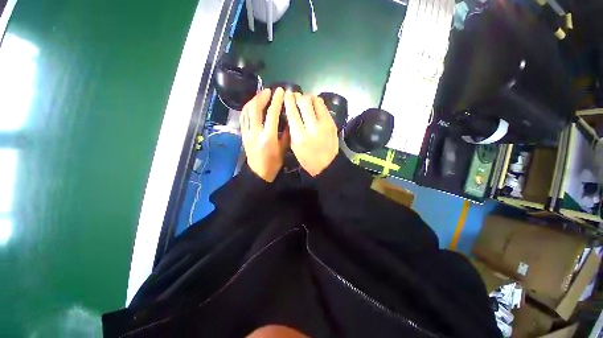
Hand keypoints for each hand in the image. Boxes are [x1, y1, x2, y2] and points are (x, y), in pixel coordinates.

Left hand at [240, 88, 289, 181]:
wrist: (258, 173)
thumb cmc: (274, 163)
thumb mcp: (283, 149)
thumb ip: (286, 133)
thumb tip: (288, 119)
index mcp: (268, 138)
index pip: (271, 114)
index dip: (276, 101)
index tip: (280, 91)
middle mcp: (255, 133)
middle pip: (255, 109)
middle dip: (262, 97)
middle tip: (269, 91)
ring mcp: (247, 133)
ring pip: (246, 111)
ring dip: (253, 100)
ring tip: (261, 95)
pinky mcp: (243, 134)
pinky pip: (243, 117)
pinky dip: (247, 108)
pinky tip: (252, 105)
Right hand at [283, 91, 338, 176]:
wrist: (327, 165)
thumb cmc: (307, 159)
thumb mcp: (294, 146)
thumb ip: (292, 128)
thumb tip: (291, 112)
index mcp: (300, 136)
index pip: (292, 112)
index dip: (288, 100)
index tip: (287, 93)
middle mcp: (312, 127)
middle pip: (304, 102)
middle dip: (298, 96)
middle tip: (296, 96)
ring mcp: (324, 124)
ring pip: (316, 101)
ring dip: (309, 98)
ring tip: (306, 100)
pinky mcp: (332, 123)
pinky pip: (324, 107)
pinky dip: (317, 104)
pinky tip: (314, 107)